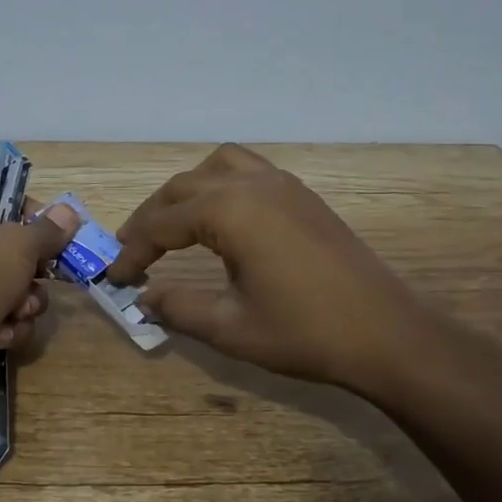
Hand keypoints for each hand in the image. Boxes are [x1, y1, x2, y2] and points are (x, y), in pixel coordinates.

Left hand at [0, 183, 79, 422]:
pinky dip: (5, 329)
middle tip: (48, 277)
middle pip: (10, 247)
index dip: (28, 209)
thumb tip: (69, 213)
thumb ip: (46, 231)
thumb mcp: (15, 246)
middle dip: (34, 269)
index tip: (56, 229)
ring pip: (11, 288)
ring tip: (17, 313)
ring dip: (24, 304)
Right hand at [108, 144, 476, 404]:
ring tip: (172, 224)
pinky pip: (248, 170)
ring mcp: (282, 183)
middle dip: (151, 218)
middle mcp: (251, 183)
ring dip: (186, 191)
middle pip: (182, 188)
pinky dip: (221, 184)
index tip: (114, 278)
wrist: (388, 334)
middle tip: (131, 252)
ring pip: (216, 167)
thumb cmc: (305, 333)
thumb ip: (179, 307)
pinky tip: (222, 218)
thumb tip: (144, 299)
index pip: (161, 225)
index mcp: (229, 210)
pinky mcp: (303, 194)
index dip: (132, 252)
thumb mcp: (231, 327)